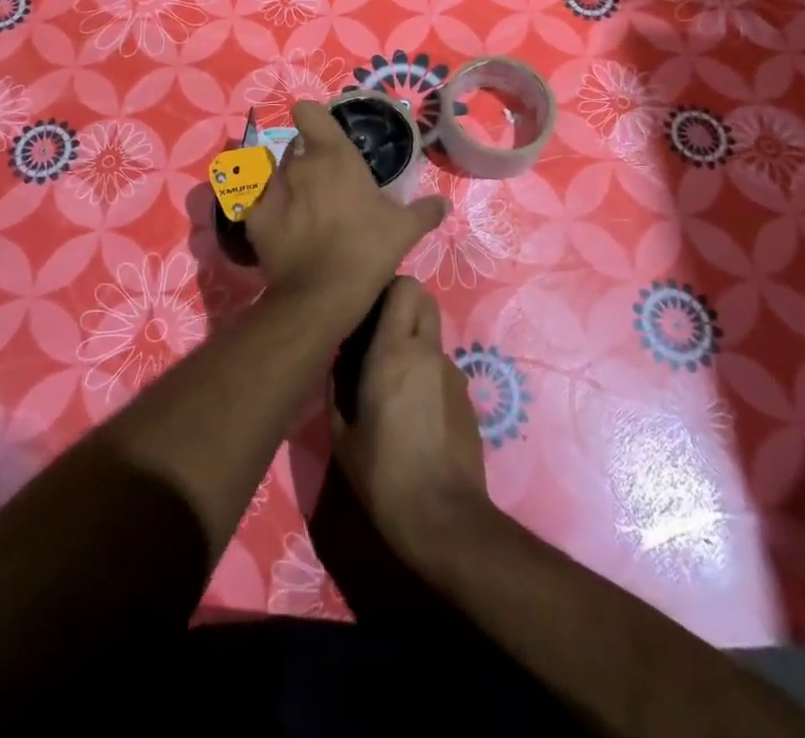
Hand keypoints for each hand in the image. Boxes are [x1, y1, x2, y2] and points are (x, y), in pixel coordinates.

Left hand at [245, 101, 446, 328]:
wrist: (322, 295)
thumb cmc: (367, 249)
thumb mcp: (405, 229)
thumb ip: (424, 211)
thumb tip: (444, 204)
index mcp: (333, 155)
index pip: (309, 112)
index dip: (314, 118)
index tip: (326, 134)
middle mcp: (299, 163)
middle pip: (296, 146)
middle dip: (308, 158)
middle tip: (327, 183)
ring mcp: (273, 189)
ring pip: (276, 172)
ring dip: (288, 183)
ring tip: (304, 207)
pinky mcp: (254, 218)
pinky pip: (259, 203)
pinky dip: (269, 210)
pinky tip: (283, 228)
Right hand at [331, 277, 489, 563]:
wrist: (443, 518)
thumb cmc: (382, 475)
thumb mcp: (342, 434)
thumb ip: (337, 387)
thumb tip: (338, 362)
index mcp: (393, 351)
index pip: (405, 286)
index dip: (387, 289)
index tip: (366, 310)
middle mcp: (427, 351)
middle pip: (424, 299)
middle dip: (403, 306)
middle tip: (378, 337)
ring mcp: (452, 372)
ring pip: (432, 335)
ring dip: (413, 344)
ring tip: (393, 385)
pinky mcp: (467, 396)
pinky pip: (441, 367)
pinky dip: (427, 374)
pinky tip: (415, 414)